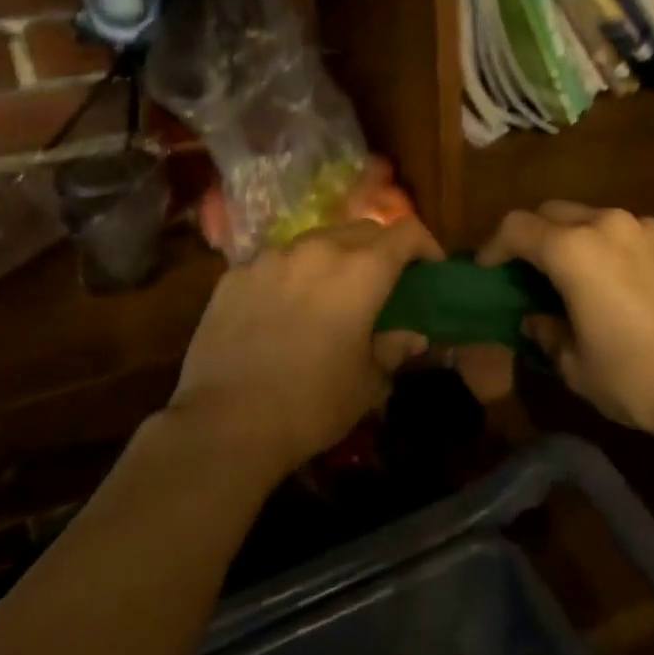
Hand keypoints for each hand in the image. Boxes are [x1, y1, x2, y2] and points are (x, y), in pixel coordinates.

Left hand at [168, 217, 443, 471]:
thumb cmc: (312, 404)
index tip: (429, 270)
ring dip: (335, 258)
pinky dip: (292, 276)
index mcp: (361, 270)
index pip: (407, 232)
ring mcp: (272, 258)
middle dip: (381, 249)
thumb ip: (395, 346)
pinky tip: (284, 311)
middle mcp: (318, 249)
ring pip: (317, 241)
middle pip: (363, 230)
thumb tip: (411, 333)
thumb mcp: (369, 381)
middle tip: (384, 283)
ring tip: (331, 294)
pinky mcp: (235, 275)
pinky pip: (277, 263)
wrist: (224, 425)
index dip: (426, 246)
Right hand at [478, 203, 653, 439]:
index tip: (487, 270)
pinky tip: (622, 283)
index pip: (516, 228)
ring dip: (575, 239)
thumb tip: (537, 320)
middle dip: (533, 236)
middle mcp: (608, 225)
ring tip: (578, 276)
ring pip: (595, 219)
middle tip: (528, 271)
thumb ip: (548, 333)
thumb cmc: (636, 377)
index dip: (493, 246)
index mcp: (573, 250)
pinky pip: (630, 233)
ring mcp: (647, 229)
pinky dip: (613, 248)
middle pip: (554, 212)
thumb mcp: (576, 365)